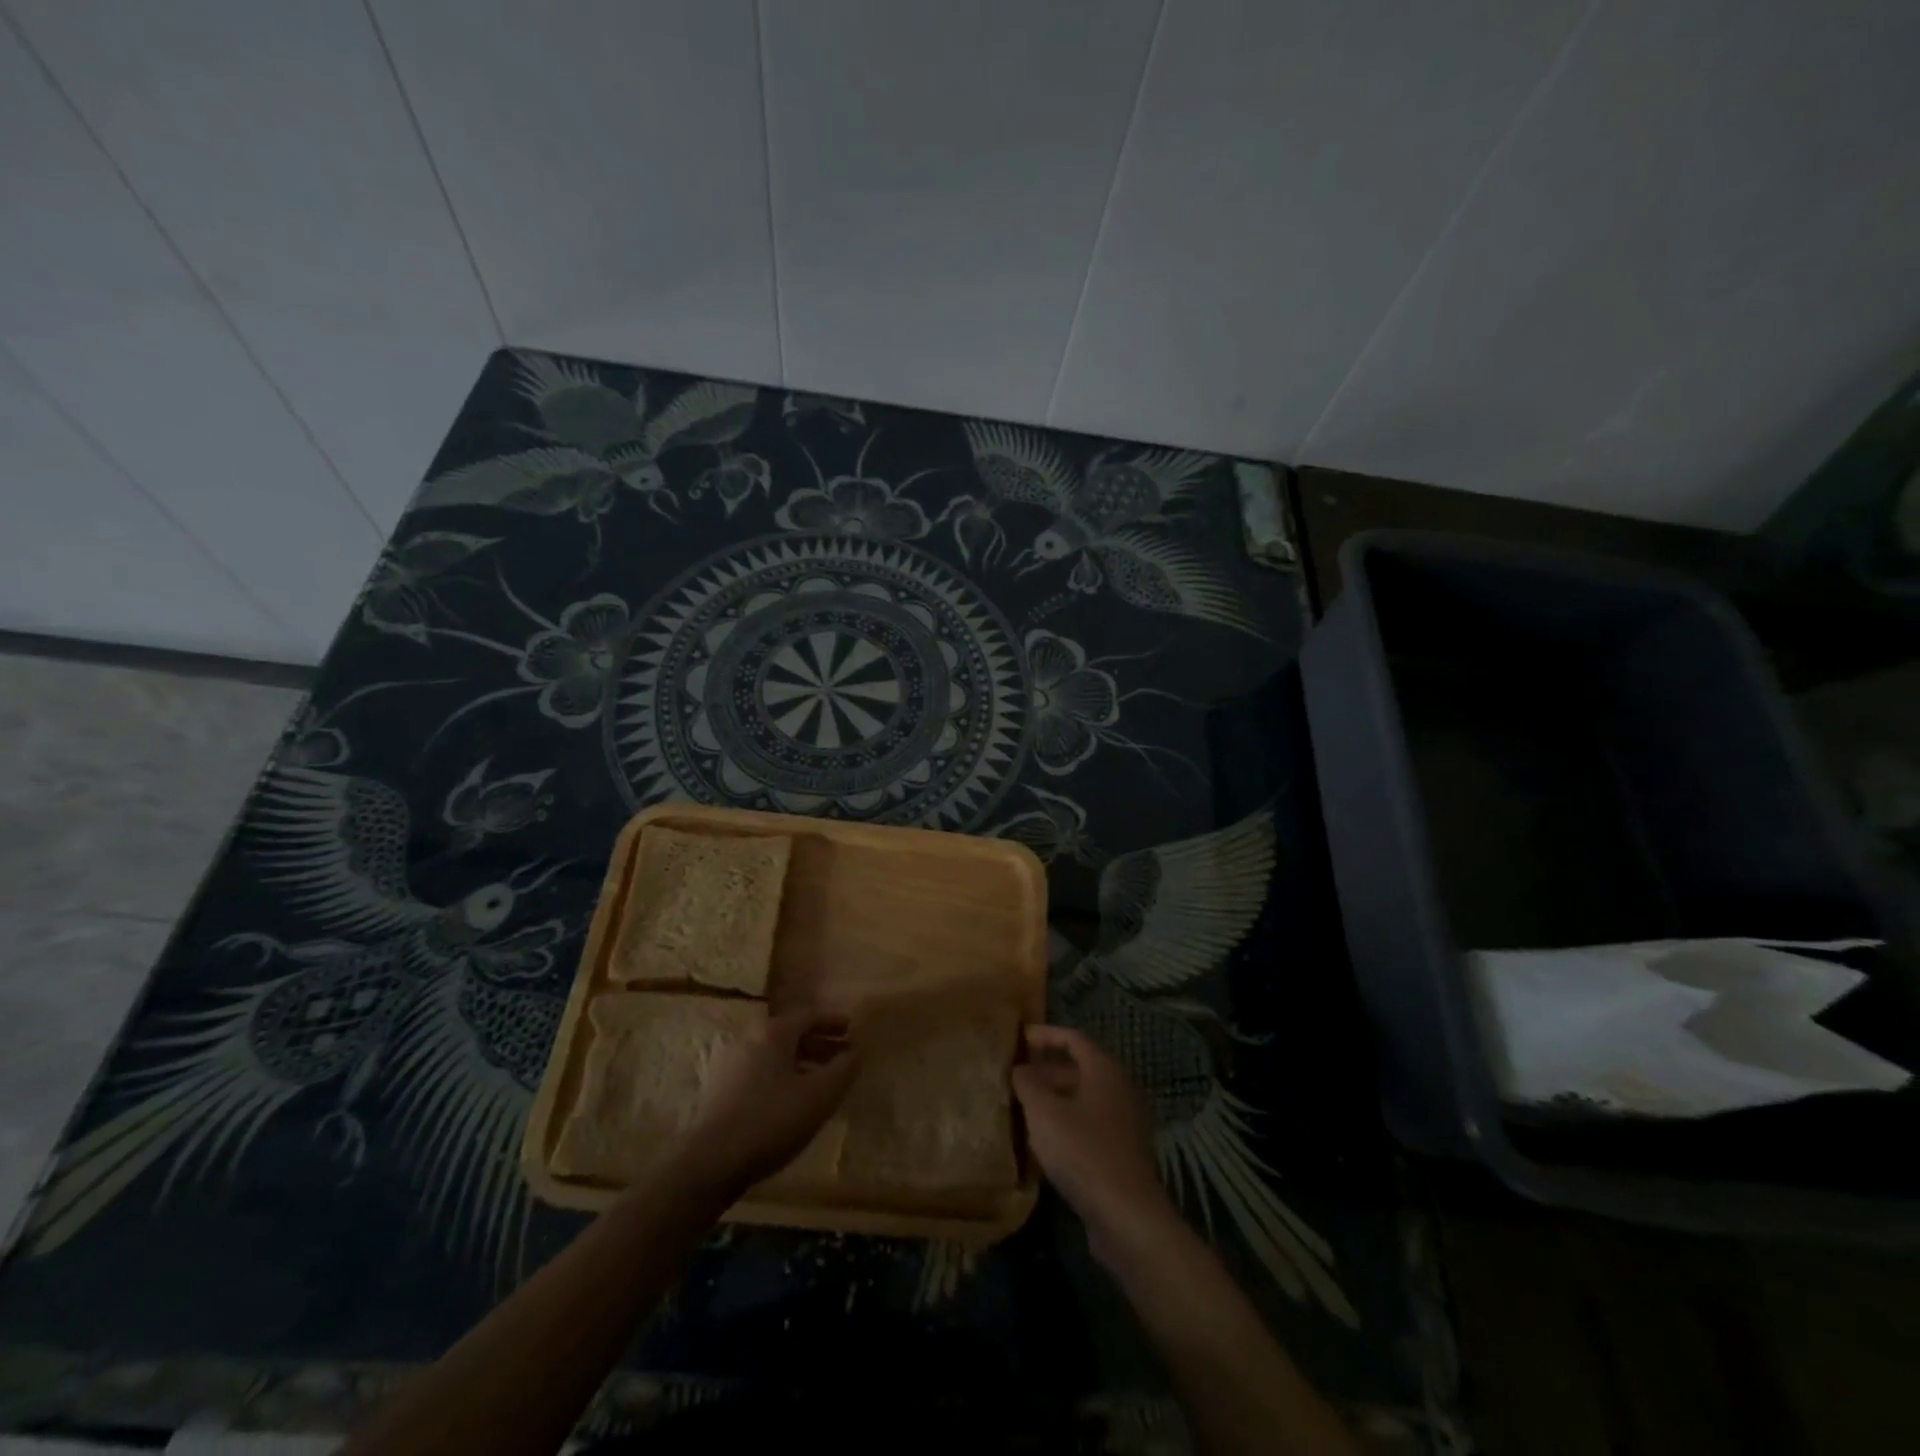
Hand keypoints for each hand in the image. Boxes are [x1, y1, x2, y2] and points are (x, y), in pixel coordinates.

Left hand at [672, 1009, 859, 1196]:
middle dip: (818, 1043)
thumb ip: (843, 1069)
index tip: (851, 1029)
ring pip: (774, 1053)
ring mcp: (730, 1063)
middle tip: (840, 1056)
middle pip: (790, 1033)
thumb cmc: (771, 1120)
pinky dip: (781, 1075)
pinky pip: (759, 1070)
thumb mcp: (820, 1095)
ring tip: (819, 1081)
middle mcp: (749, 1038)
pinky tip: (790, 1100)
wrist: (710, 1161)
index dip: (832, 1021)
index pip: (808, 1015)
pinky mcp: (719, 1088)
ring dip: (800, 1061)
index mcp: (773, 1031)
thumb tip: (856, 1051)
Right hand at [1012, 1025, 1176, 1261]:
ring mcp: (1125, 1122)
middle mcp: (1119, 1089)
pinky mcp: (1123, 1152)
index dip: (1045, 1035)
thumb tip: (1020, 1069)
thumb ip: (1028, 1084)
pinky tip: (1044, 1142)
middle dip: (1046, 1070)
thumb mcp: (1044, 1113)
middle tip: (1016, 1076)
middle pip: (1080, 1068)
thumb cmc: (1083, 1152)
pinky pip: (1090, 1124)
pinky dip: (1067, 1123)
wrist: (1127, 1216)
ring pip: (1084, 1099)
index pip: (1073, 1038)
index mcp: (1104, 1070)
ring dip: (1055, 1099)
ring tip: (1023, 1107)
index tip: (1019, 1038)